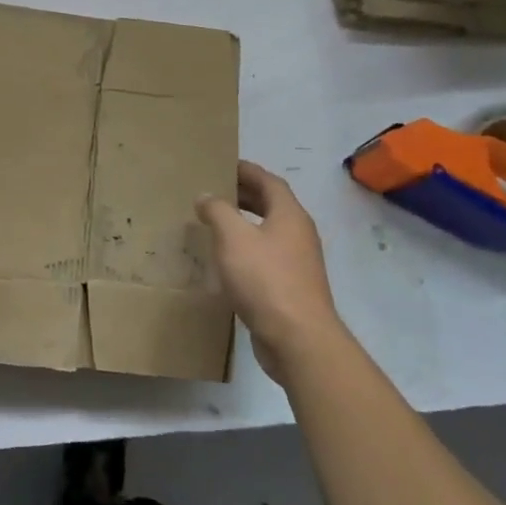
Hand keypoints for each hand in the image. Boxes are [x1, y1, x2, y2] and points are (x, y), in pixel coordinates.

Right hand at [196, 161, 340, 382]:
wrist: (298, 339)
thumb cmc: (265, 279)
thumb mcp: (233, 237)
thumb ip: (217, 211)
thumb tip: (206, 196)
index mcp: (289, 215)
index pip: (269, 181)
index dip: (247, 170)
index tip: (224, 165)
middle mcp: (299, 234)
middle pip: (272, 205)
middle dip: (245, 195)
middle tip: (215, 192)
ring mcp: (298, 262)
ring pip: (269, 232)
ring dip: (245, 223)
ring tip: (216, 223)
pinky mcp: (291, 287)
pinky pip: (267, 257)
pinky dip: (248, 249)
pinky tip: (227, 260)